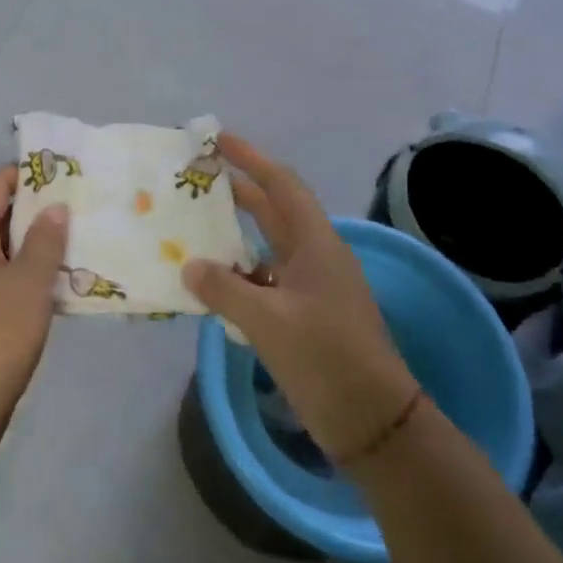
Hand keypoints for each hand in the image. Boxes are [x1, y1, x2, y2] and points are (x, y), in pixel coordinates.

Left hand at [0, 167, 68, 439]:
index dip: (27, 174)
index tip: (65, 176)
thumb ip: (45, 240)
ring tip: (77, 244)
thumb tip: (53, 207)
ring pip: (1, 249)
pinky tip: (57, 286)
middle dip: (37, 210)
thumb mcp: (30, 282)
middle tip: (79, 209)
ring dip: (35, 245)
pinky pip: (0, 277)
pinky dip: (26, 274)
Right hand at [182, 135, 417, 461]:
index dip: (252, 159)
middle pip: (273, 211)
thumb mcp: (269, 321)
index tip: (219, 140)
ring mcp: (310, 288)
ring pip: (266, 247)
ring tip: (193, 227)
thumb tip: (189, 266)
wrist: (373, 422)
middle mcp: (314, 257)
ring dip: (234, 236)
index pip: (282, 186)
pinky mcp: (303, 316)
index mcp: (316, 245)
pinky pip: (264, 281)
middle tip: (197, 177)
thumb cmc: (327, 359)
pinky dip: (237, 276)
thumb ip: (224, 289)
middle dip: (238, 191)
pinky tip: (209, 282)